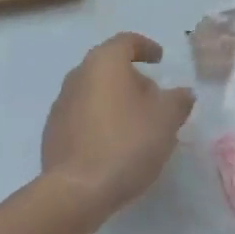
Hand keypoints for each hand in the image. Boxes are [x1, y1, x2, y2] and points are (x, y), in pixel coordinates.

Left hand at [41, 32, 195, 229]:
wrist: (76, 191)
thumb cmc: (126, 143)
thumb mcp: (166, 119)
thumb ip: (178, 100)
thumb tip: (182, 93)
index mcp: (104, 62)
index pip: (127, 42)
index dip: (146, 47)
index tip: (160, 59)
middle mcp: (78, 75)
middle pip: (109, 67)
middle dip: (133, 79)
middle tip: (154, 99)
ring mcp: (61, 104)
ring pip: (95, 92)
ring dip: (116, 102)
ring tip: (137, 126)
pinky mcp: (52, 133)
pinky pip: (83, 117)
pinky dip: (100, 122)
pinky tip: (114, 145)